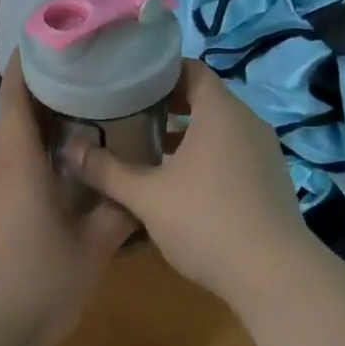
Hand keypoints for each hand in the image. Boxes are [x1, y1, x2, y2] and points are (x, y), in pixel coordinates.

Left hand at [0, 54, 138, 345]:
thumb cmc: (39, 280)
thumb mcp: (93, 245)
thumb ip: (119, 210)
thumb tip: (139, 187)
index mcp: (16, 161)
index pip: (15, 96)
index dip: (29, 64)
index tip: (53, 42)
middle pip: (14, 117)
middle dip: (46, 95)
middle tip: (89, 81)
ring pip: (11, 147)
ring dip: (40, 130)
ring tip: (82, 123)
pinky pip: (8, 173)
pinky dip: (31, 160)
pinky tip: (61, 176)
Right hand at [70, 60, 311, 305]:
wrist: (274, 275)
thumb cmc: (207, 221)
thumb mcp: (147, 197)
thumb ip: (107, 171)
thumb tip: (70, 149)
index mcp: (221, 112)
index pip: (191, 70)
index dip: (159, 73)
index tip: (128, 85)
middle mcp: (248, 122)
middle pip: (205, 98)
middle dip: (167, 106)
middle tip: (130, 116)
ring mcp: (264, 151)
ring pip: (220, 128)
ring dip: (187, 134)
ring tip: (150, 150)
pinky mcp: (271, 179)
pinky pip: (234, 152)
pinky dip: (207, 155)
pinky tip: (182, 184)